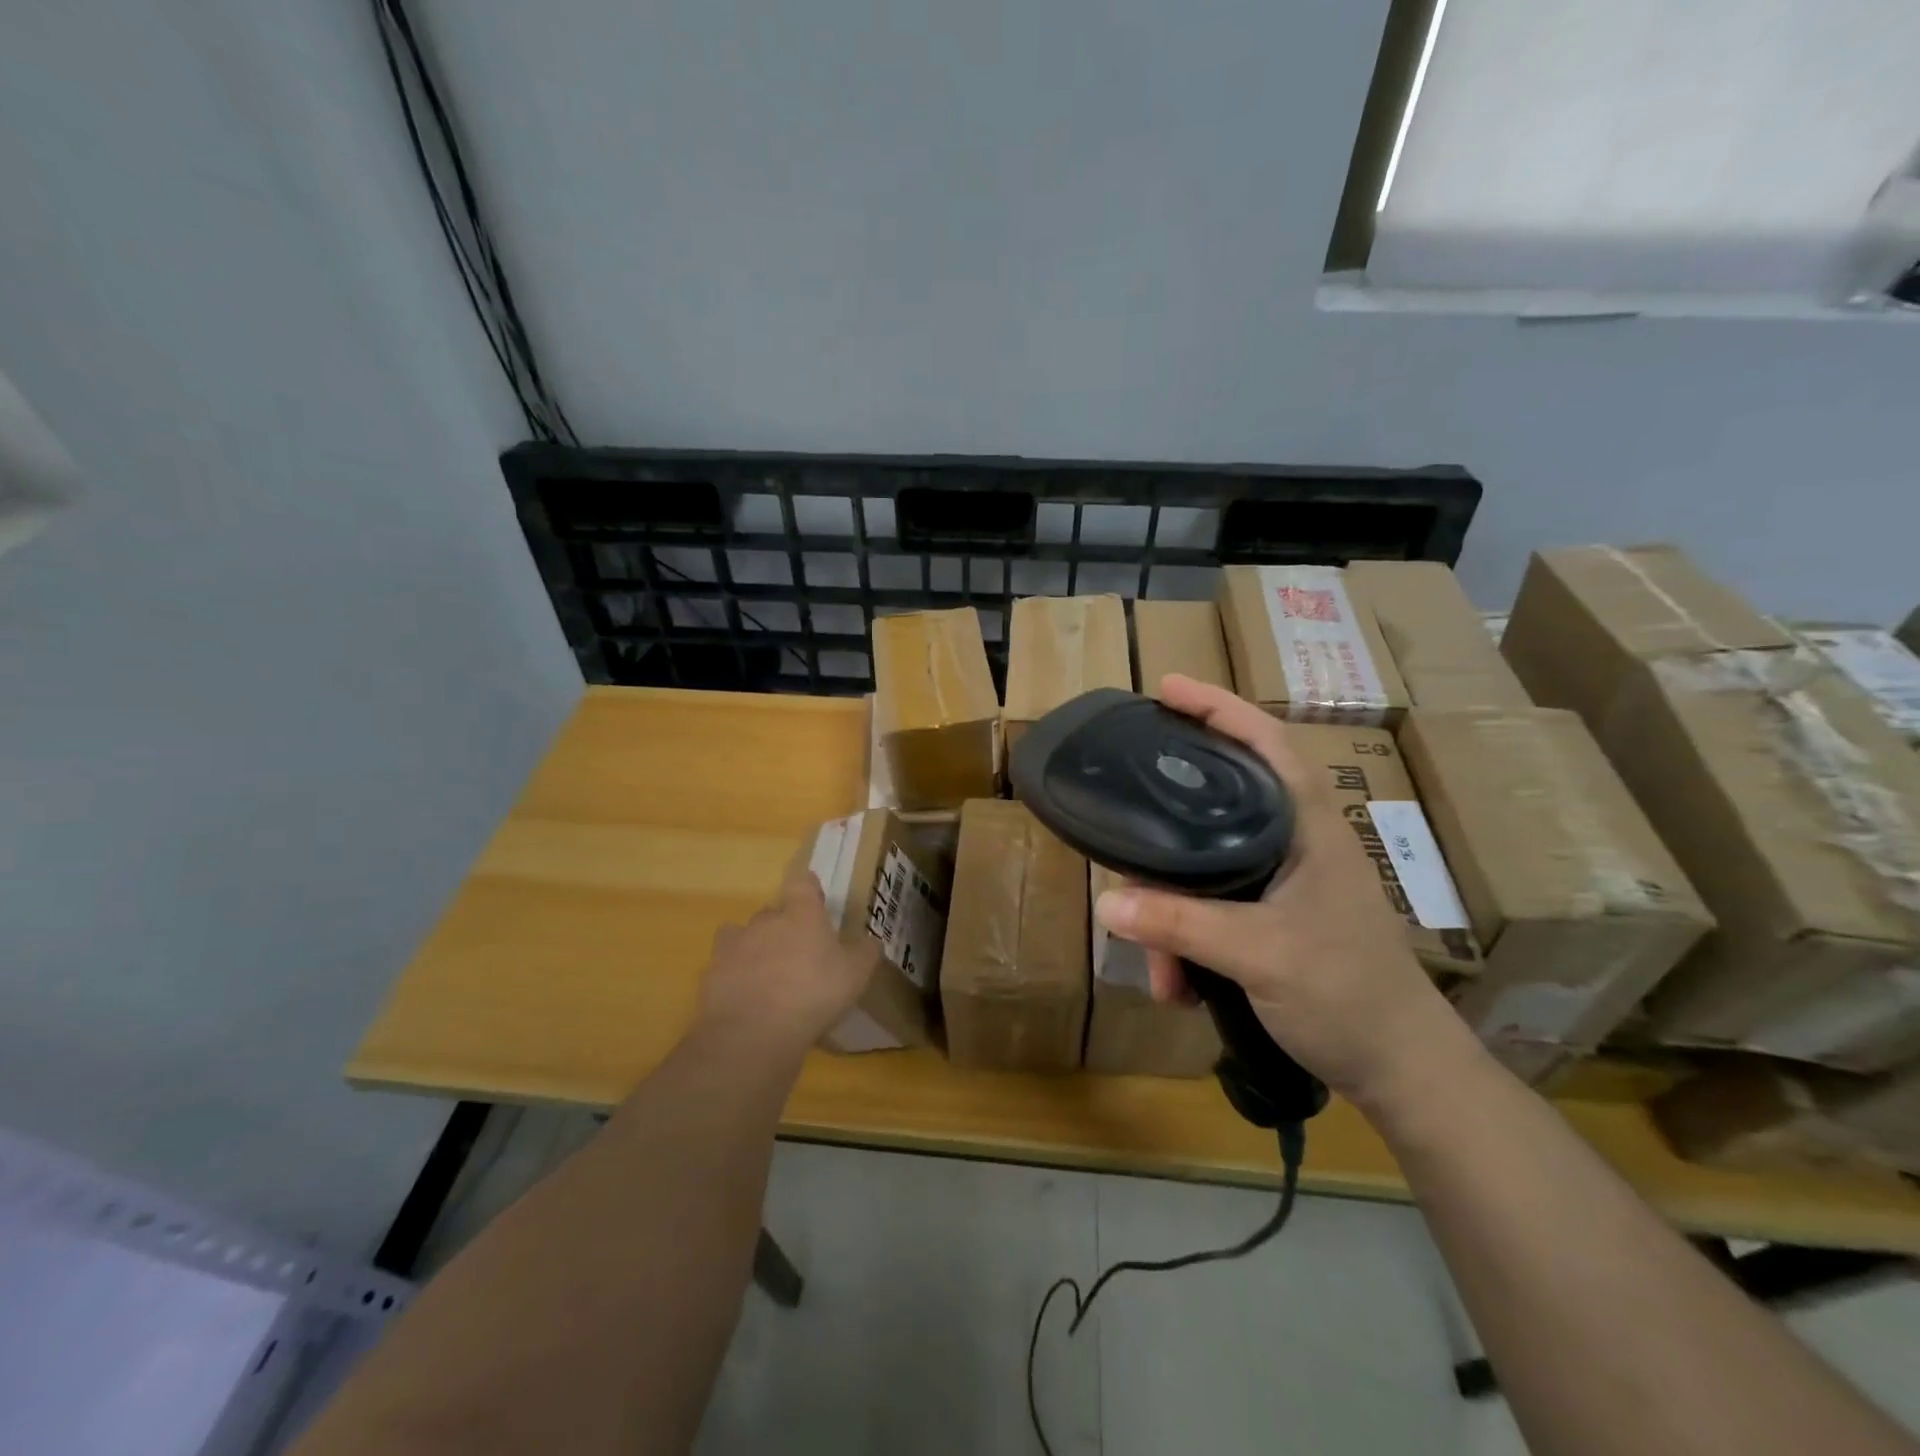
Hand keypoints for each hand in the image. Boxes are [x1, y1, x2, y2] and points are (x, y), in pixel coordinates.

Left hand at [695, 861, 881, 1054]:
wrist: (753, 1033)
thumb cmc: (814, 994)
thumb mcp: (855, 976)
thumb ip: (865, 954)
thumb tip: (872, 942)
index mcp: (802, 913)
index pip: (803, 884)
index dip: (809, 891)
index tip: (815, 904)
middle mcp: (766, 920)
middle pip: (773, 912)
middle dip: (784, 927)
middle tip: (799, 955)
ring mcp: (735, 945)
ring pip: (745, 936)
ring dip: (755, 949)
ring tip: (768, 977)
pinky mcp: (711, 973)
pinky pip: (725, 966)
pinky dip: (735, 976)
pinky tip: (746, 999)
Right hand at [1094, 675, 1477, 1108]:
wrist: (1401, 1070)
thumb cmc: (1346, 992)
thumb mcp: (1258, 954)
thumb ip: (1180, 924)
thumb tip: (1106, 904)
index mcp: (1306, 826)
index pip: (1265, 742)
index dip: (1217, 707)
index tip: (1166, 688)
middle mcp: (1294, 842)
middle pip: (1219, 804)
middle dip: (1167, 832)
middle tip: (1126, 829)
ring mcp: (1284, 883)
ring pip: (1207, 870)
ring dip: (1174, 917)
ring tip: (1162, 972)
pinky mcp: (1274, 918)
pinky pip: (1213, 909)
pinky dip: (1189, 942)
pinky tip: (1180, 985)